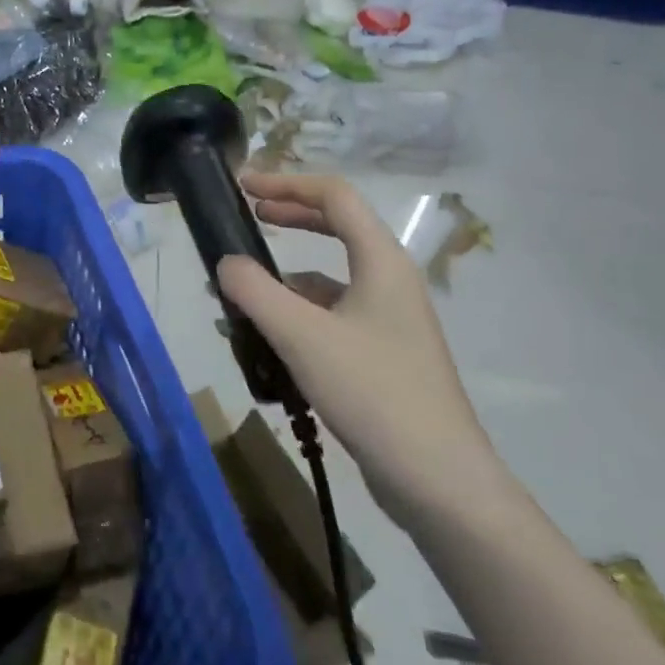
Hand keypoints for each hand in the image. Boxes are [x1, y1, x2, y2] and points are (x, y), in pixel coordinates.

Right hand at [216, 172, 501, 524]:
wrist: (439, 481)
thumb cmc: (373, 393)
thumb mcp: (302, 336)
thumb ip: (256, 292)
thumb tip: (226, 263)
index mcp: (381, 262)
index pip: (334, 196)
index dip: (287, 182)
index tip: (243, 186)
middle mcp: (389, 282)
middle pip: (337, 227)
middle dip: (290, 216)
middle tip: (247, 217)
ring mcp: (388, 321)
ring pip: (329, 278)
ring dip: (284, 277)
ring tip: (238, 293)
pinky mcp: (381, 355)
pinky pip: (330, 317)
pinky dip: (294, 315)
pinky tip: (263, 341)